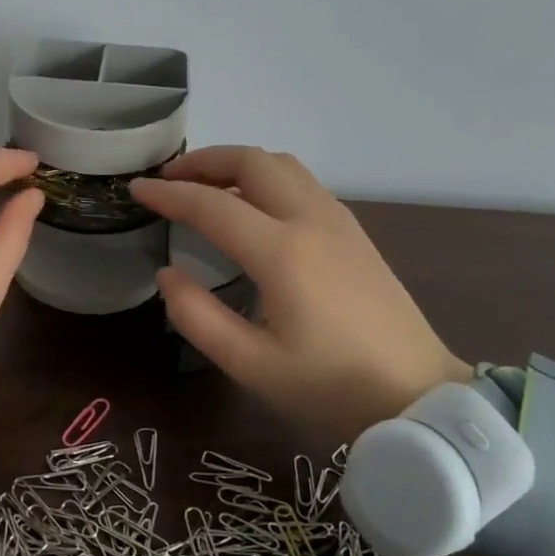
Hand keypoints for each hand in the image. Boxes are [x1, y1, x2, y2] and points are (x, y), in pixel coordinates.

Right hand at [130, 146, 470, 435]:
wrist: (418, 395)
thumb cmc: (330, 386)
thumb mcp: (251, 365)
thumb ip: (197, 316)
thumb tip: (167, 274)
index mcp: (282, 253)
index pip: (211, 205)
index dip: (168, 193)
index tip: (136, 188)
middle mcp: (311, 220)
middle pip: (252, 160)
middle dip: (204, 160)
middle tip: (170, 178)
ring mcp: (338, 220)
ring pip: (280, 164)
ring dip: (236, 163)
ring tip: (205, 185)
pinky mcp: (353, 230)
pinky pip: (301, 182)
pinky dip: (264, 176)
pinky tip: (251, 206)